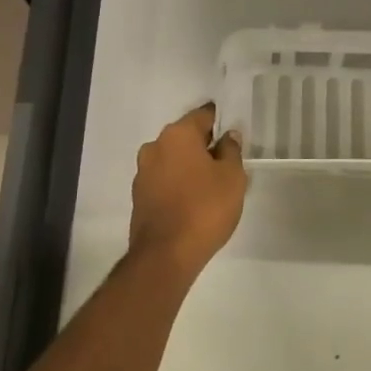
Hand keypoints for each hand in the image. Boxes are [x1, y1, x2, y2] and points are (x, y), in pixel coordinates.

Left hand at [128, 103, 247, 278]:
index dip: (219, 122)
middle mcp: (155, 147)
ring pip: (172, 159)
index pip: (202, 116)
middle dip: (204, 146)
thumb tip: (227, 137)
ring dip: (189, 166)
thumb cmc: (205, 208)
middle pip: (185, 137)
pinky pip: (164, 180)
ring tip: (210, 186)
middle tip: (225, 163)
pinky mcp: (138, 196)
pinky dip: (177, 183)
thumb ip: (231, 151)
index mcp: (177, 135)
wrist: (166, 254)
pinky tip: (192, 200)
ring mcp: (142, 172)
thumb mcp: (232, 177)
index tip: (232, 134)